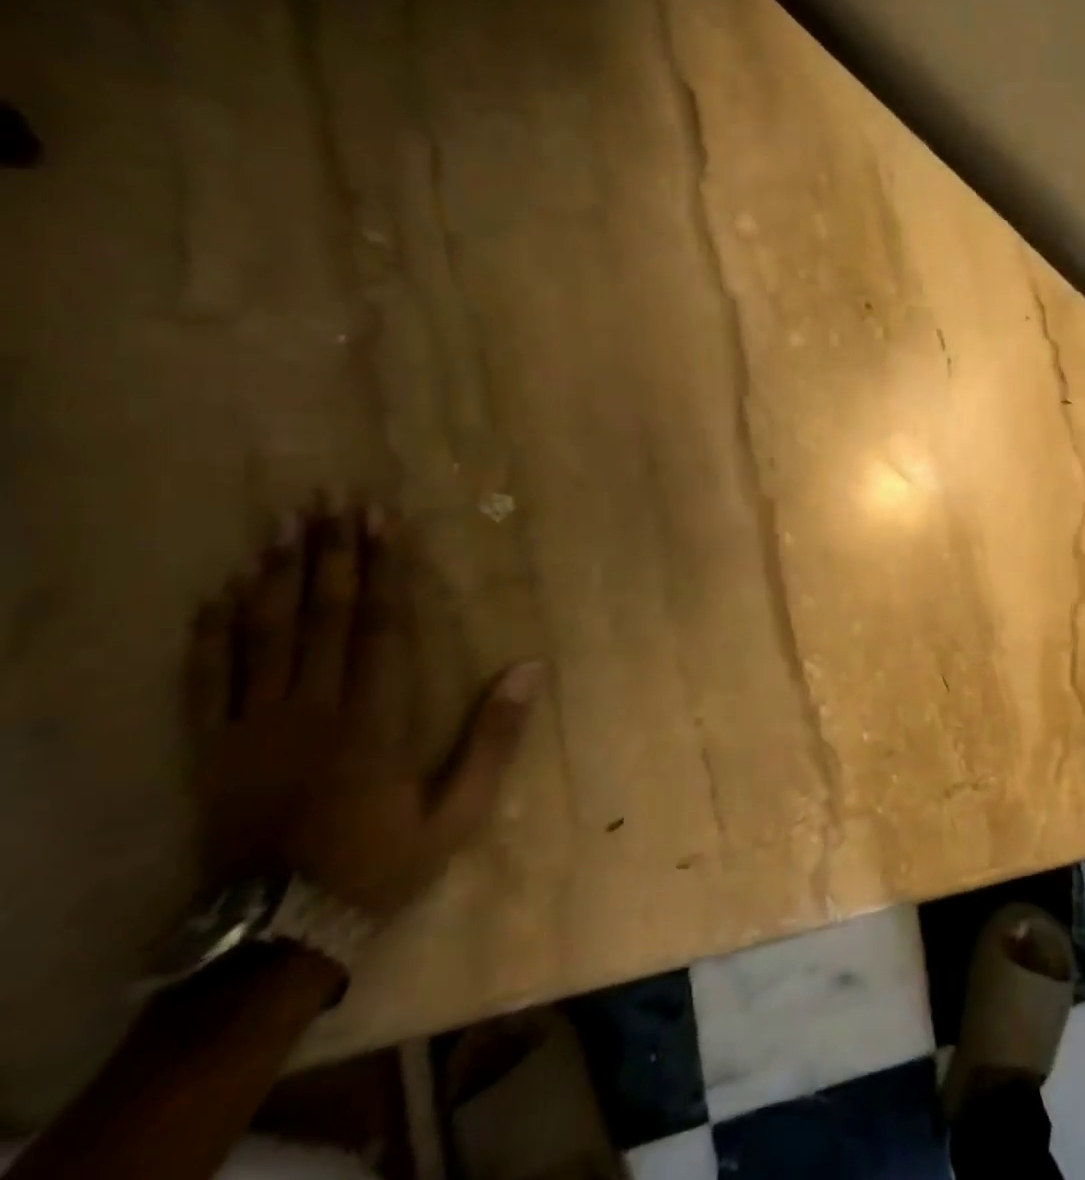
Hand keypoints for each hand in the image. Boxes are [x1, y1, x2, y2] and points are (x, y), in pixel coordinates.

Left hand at [183, 500, 541, 919]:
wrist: (274, 934)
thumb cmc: (379, 862)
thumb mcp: (458, 811)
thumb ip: (494, 737)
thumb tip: (530, 667)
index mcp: (371, 720)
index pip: (380, 626)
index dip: (383, 569)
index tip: (382, 522)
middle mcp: (309, 710)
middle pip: (321, 615)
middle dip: (329, 552)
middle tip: (330, 499)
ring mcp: (252, 728)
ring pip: (261, 636)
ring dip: (274, 575)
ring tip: (280, 524)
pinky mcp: (211, 750)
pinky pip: (205, 681)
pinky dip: (210, 634)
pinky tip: (218, 594)